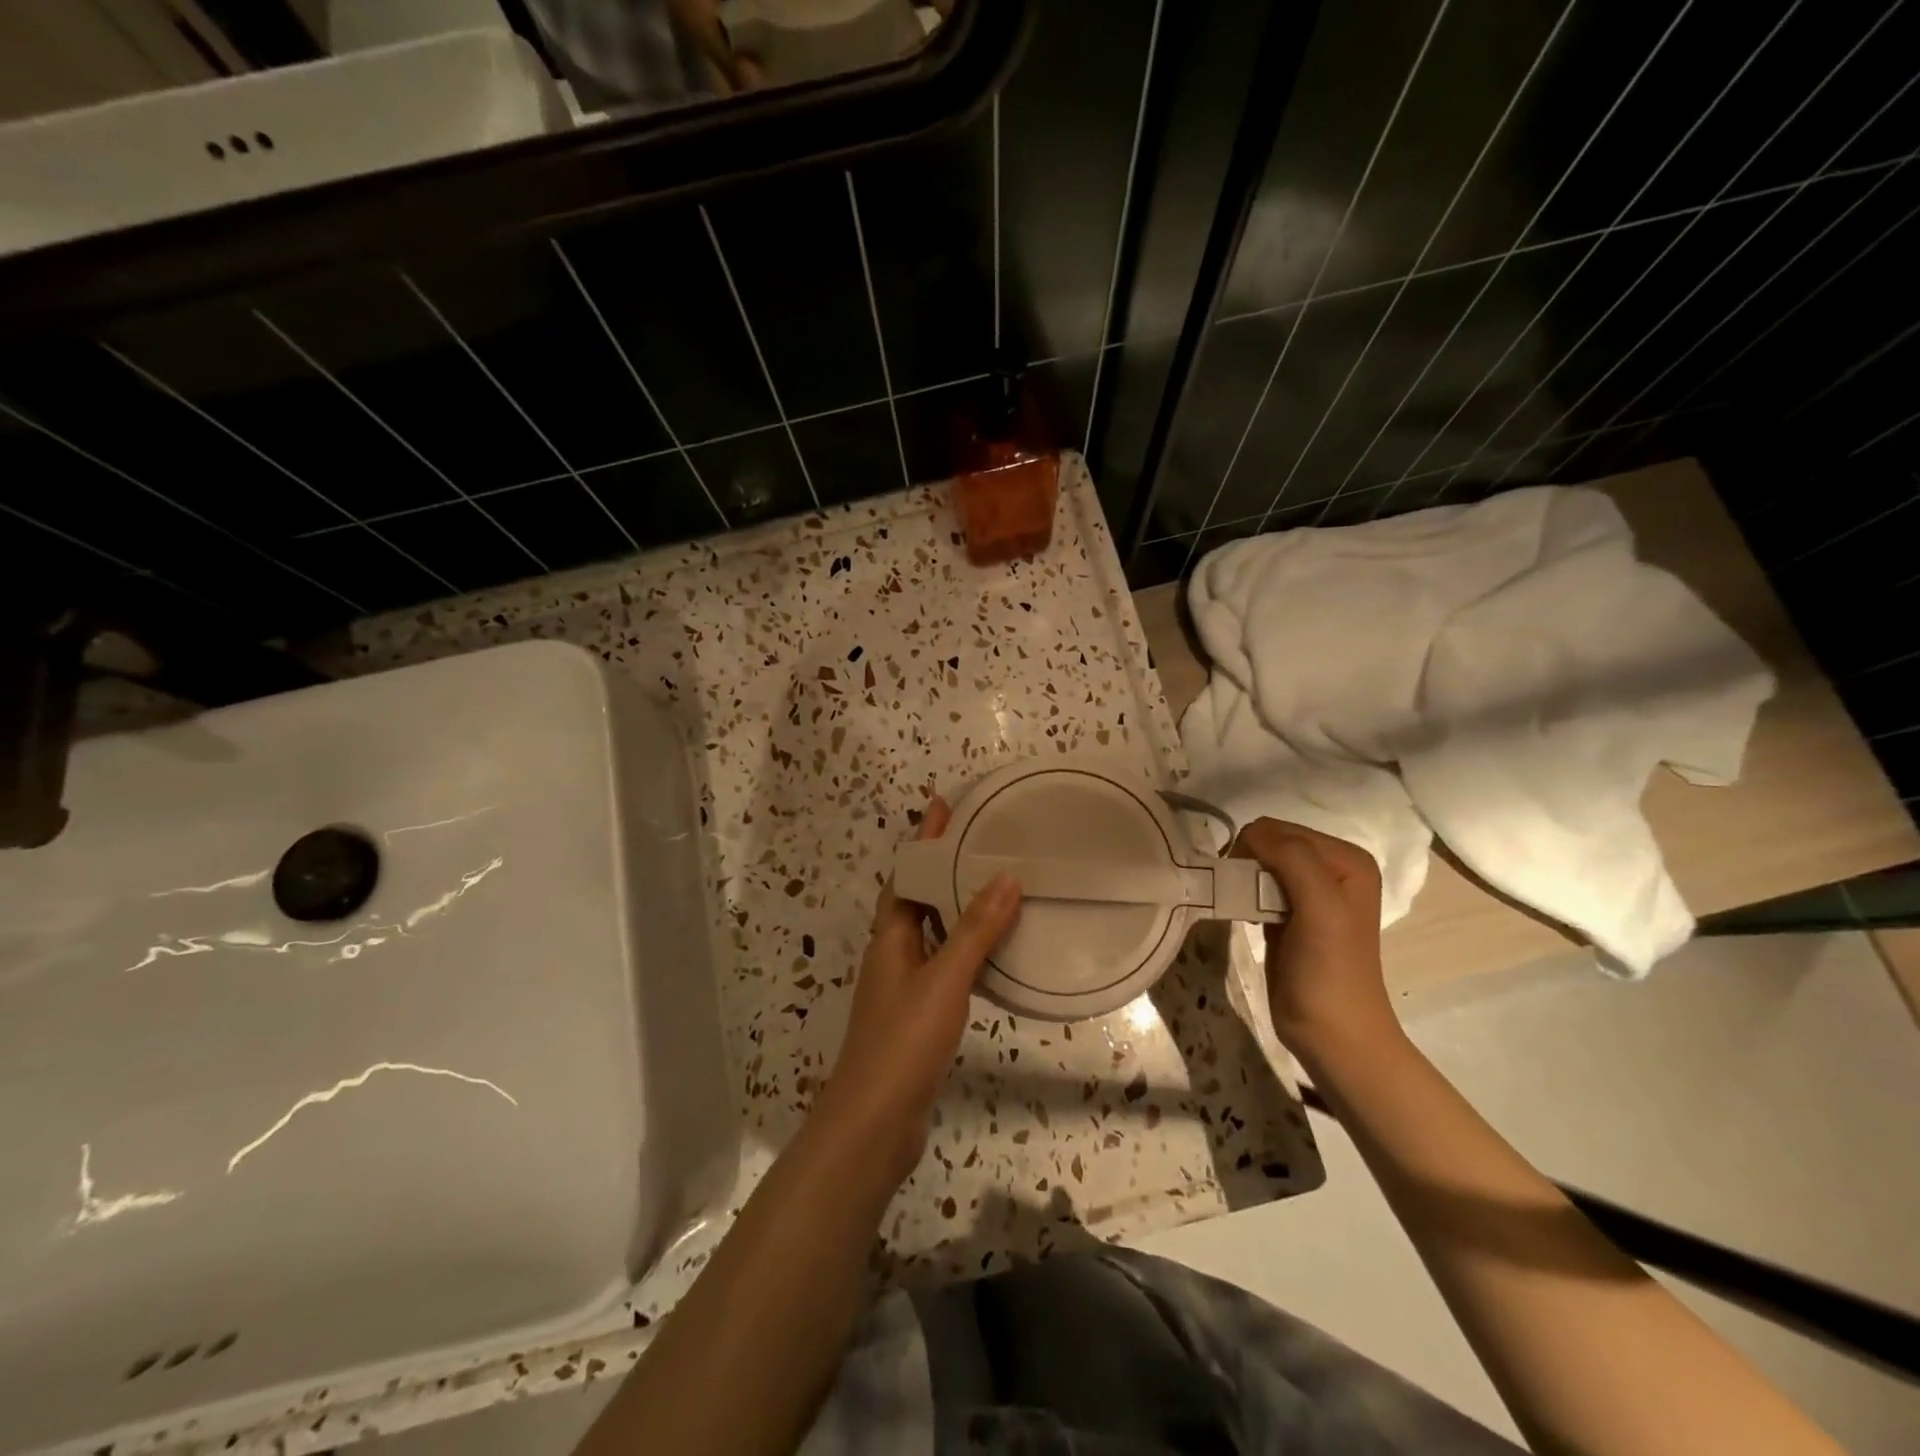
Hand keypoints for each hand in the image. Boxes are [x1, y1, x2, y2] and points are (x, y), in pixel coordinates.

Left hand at [817, 795, 1022, 1185]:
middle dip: (943, 867)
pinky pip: (944, 965)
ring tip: (993, 886)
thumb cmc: (903, 1041)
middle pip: (917, 898)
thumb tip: (1005, 877)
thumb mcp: (944, 980)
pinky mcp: (917, 1016)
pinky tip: (991, 953)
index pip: (908, 874)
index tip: (945, 805)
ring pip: (931, 932)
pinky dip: (964, 948)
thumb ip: (975, 930)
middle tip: (981, 841)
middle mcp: (892, 954)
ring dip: (955, 906)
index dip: (925, 839)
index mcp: (890, 937)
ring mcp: (902, 987)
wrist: (874, 1123)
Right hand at [1232, 819, 1397, 1059]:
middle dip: (1249, 861)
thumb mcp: (1320, 906)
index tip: (1241, 880)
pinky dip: (1243, 894)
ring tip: (1240, 904)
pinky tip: (1243, 913)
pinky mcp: (1288, 914)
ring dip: (1243, 878)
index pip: (1282, 829)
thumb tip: (1250, 833)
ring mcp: (1310, 892)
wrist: (1332, 1034)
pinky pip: (1257, 886)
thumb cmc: (1329, 971)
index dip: (1256, 848)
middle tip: (1239, 893)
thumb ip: (1292, 859)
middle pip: (1270, 842)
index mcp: (1347, 859)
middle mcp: (1332, 868)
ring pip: (1260, 863)